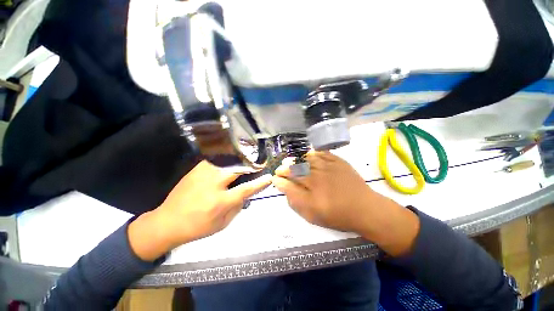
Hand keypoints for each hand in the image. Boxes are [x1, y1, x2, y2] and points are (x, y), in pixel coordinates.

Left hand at [129, 161, 270, 260]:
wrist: (167, 222)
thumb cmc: (197, 227)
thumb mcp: (222, 224)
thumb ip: (237, 207)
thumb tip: (246, 194)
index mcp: (220, 201)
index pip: (246, 189)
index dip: (260, 183)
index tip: (269, 177)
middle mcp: (213, 184)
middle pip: (238, 169)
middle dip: (249, 167)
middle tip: (256, 167)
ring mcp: (204, 173)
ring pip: (228, 162)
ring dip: (238, 163)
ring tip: (244, 163)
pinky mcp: (197, 169)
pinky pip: (217, 161)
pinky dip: (226, 162)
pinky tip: (228, 164)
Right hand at [272, 151, 419, 255]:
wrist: (365, 208)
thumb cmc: (338, 215)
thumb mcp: (314, 216)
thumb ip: (296, 203)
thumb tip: (285, 189)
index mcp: (311, 194)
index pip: (288, 184)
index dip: (279, 181)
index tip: (275, 179)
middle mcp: (317, 178)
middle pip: (294, 169)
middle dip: (283, 169)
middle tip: (279, 170)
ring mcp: (328, 167)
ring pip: (305, 159)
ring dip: (295, 160)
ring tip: (290, 161)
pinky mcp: (338, 162)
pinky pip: (321, 153)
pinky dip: (311, 153)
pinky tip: (306, 156)